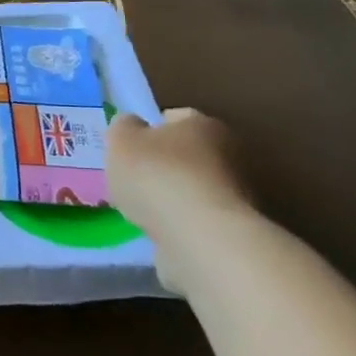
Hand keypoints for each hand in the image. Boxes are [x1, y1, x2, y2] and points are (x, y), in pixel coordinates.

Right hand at [105, 108, 249, 242]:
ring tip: (140, 210)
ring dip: (170, 196)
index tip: (128, 149)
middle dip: (161, 165)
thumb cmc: (157, 176)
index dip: (147, 130)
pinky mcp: (231, 228)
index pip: (173, 118)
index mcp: (202, 123)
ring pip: (190, 187)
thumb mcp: (121, 141)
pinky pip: (195, 218)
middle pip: (184, 154)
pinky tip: (157, 230)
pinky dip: (178, 222)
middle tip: (130, 180)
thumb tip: (131, 125)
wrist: (200, 237)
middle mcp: (228, 152)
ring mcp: (234, 193)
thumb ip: (123, 128)